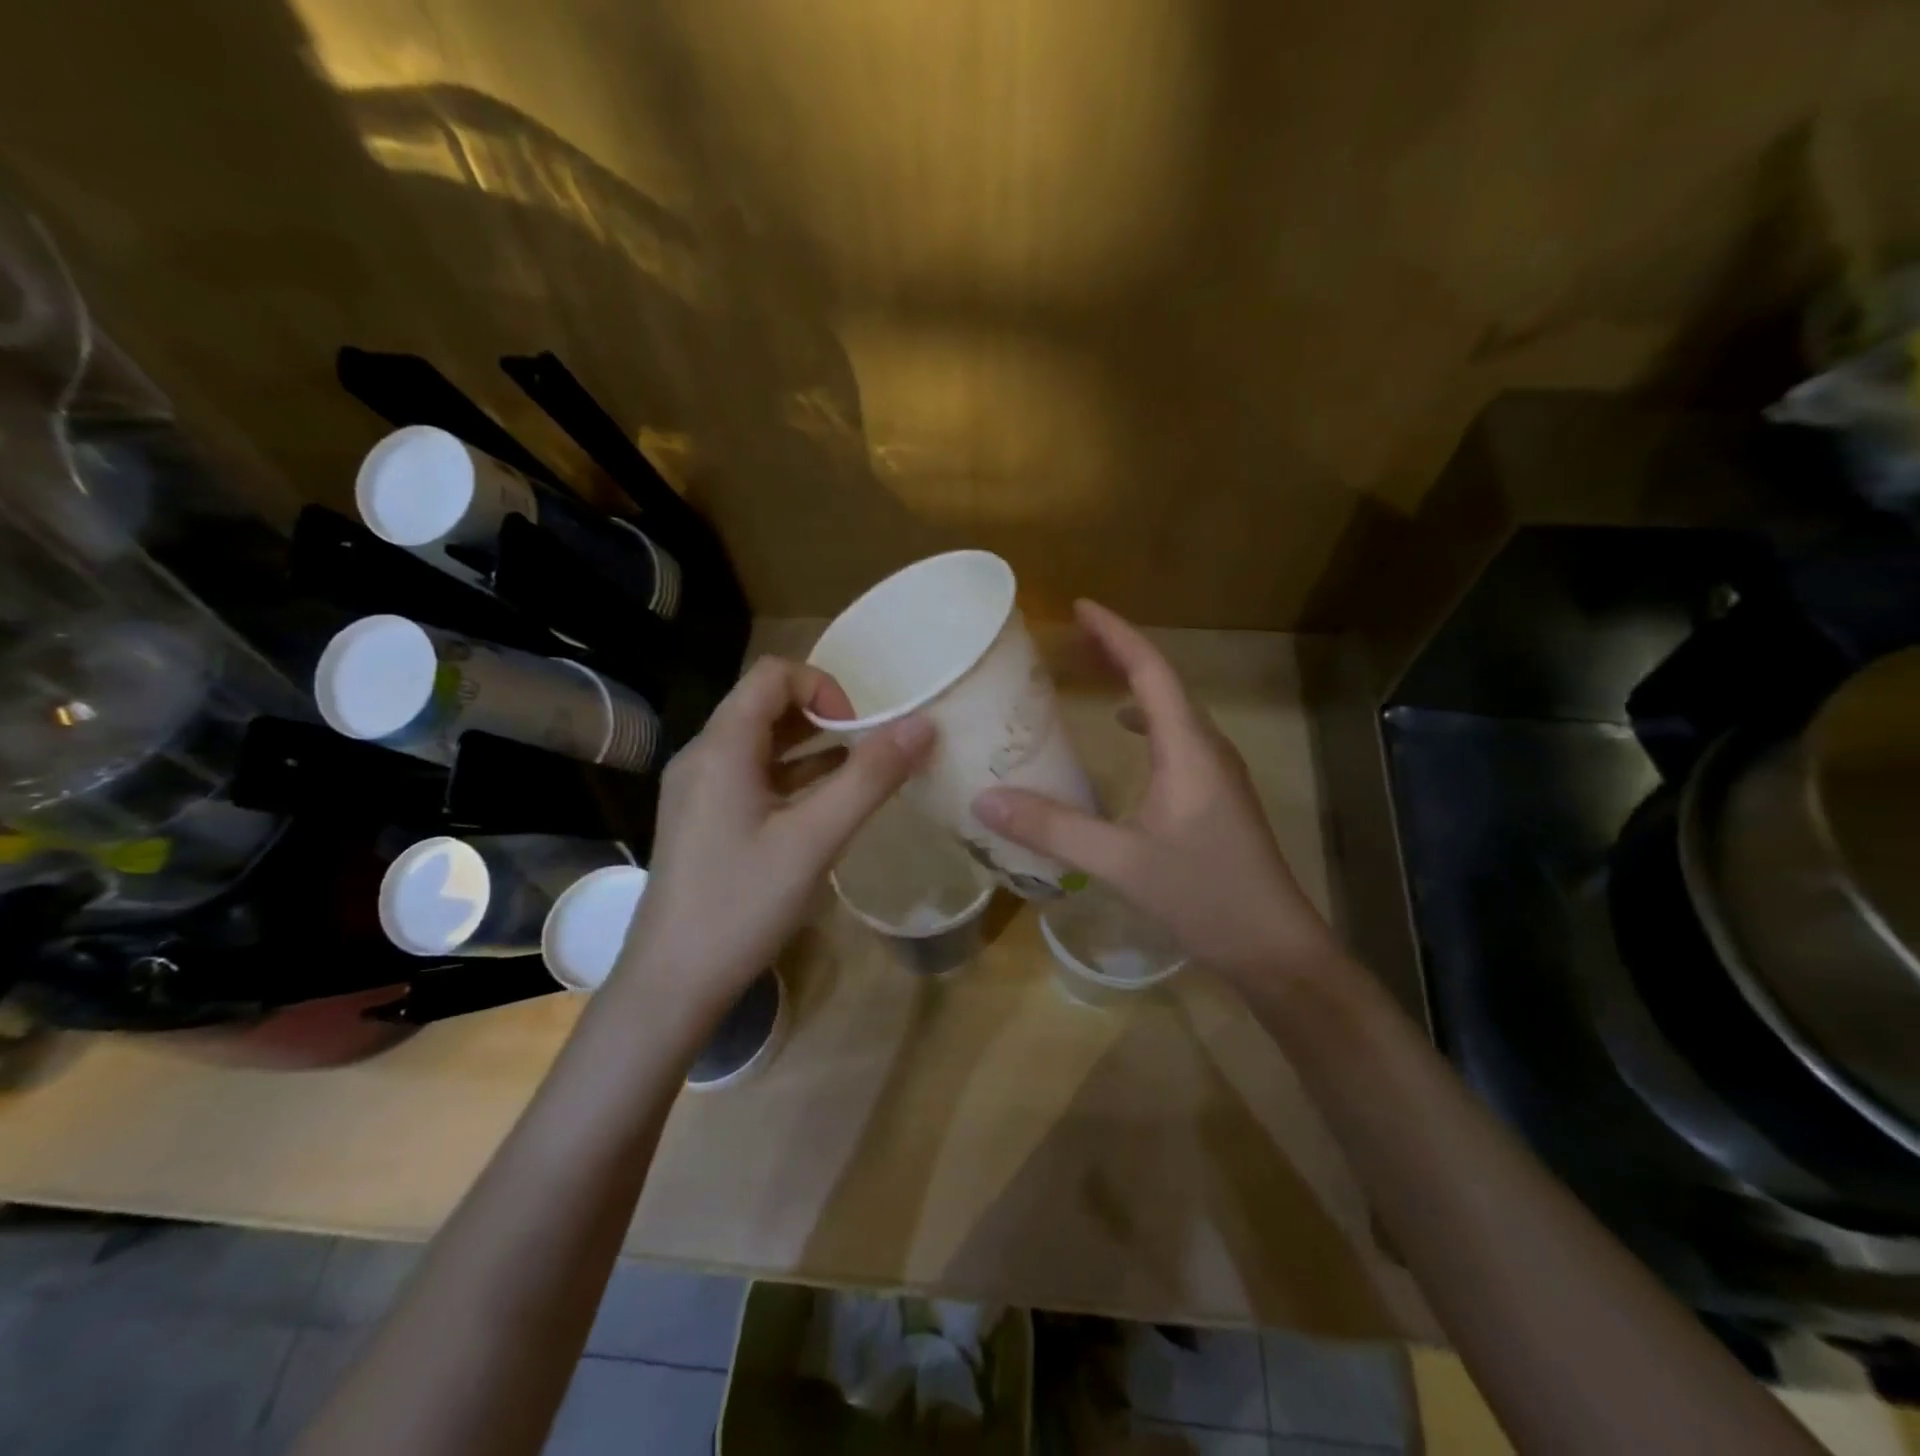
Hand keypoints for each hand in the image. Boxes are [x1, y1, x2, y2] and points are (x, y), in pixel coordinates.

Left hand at [613, 657, 933, 1013]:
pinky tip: (824, 809)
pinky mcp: (703, 820)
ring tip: (857, 777)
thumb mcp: (815, 839)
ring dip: (812, 749)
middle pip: (766, 705)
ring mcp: (699, 790)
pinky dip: (792, 779)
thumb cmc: (741, 905)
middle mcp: (703, 757)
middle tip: (868, 754)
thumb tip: (923, 725)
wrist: (671, 984)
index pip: (774, 675)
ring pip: (761, 744)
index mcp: (721, 747)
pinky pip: (752, 778)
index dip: (824, 688)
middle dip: (824, 718)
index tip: (860, 732)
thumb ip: (870, 778)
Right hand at [973, 600, 1336, 986]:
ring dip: (1133, 684)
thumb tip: (985, 799)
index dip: (1116, 635)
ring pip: (1171, 710)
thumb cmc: (1205, 896)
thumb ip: (1054, 829)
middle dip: (1118, 652)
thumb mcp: (1122, 862)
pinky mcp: (1214, 796)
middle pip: (1163, 682)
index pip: (1151, 672)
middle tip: (1071, 638)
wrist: (1274, 947)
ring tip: (1091, 674)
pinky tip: (1123, 735)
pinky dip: (1144, 720)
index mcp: (1189, 749)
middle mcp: (1207, 748)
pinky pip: (1175, 738)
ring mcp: (1216, 773)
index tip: (1079, 608)